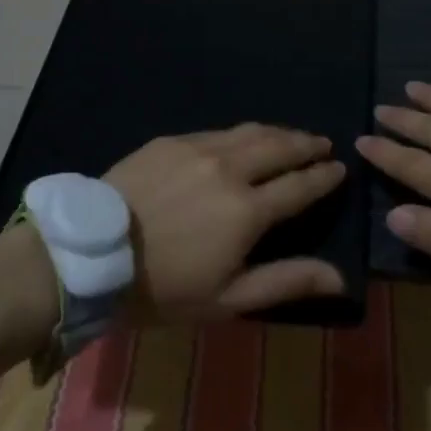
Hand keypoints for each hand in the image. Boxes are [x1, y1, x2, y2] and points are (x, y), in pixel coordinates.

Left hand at [105, 125, 347, 321]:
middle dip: (307, 144)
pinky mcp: (171, 141)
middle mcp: (229, 169)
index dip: (324, 177)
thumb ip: (287, 281)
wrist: (89, 254)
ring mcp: (198, 148)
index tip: (340, 169)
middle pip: (280, 147)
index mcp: (248, 210)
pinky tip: (241, 139)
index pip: (300, 186)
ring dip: (278, 132)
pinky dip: (240, 134)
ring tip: (292, 136)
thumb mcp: (228, 298)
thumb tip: (341, 277)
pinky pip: (217, 131)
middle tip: (323, 144)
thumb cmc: (163, 287)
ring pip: (250, 131)